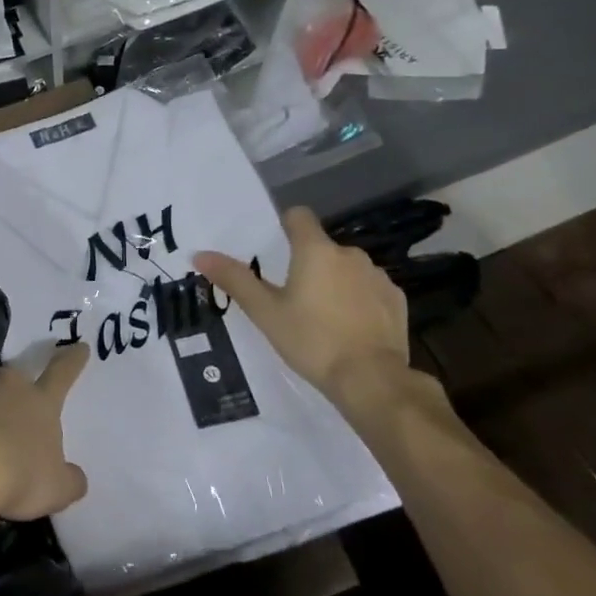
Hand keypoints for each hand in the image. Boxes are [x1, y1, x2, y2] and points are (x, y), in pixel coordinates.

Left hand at [0, 346, 90, 535]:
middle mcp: (9, 386)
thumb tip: (75, 476)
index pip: (62, 373)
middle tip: (20, 409)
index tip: (78, 345)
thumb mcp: (56, 487)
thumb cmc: (18, 473)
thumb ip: (70, 480)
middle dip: (20, 390)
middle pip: (18, 380)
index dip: (72, 360)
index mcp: (41, 400)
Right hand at [195, 207, 409, 405]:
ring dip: (334, 282)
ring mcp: (377, 276)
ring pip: (347, 269)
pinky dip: (358, 301)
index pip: (299, 216)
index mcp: (315, 251)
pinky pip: (369, 290)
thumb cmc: (311, 340)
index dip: (284, 226)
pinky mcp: (396, 300)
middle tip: (290, 297)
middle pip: (321, 247)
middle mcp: (350, 254)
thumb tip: (199, 254)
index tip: (274, 249)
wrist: (371, 379)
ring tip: (320, 316)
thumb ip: (234, 279)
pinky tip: (349, 328)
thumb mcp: (264, 312)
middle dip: (307, 264)